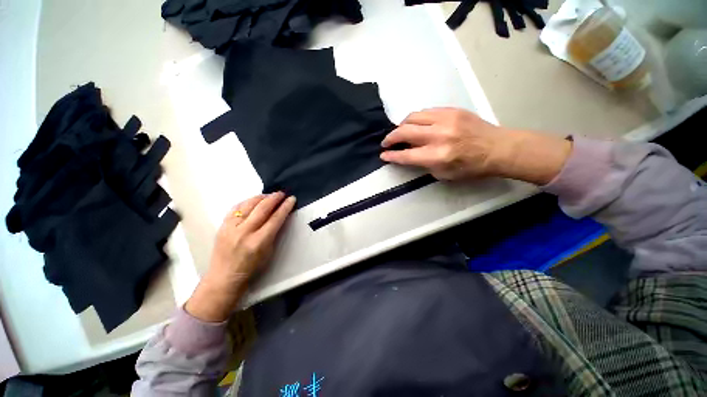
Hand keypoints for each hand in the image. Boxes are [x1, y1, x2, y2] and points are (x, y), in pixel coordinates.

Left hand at [185, 192, 295, 321]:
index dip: (285, 207)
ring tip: (270, 195)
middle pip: (262, 208)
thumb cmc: (251, 268)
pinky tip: (254, 200)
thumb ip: (274, 232)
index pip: (276, 218)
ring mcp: (231, 227)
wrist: (224, 277)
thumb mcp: (268, 251)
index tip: (292, 199)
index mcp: (258, 241)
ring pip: (248, 205)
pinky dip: (247, 202)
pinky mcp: (222, 225)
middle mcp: (244, 232)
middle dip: (274, 198)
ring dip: (261, 197)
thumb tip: (280, 216)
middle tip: (282, 193)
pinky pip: (236, 208)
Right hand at [381, 108, 502, 179]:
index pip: (406, 155)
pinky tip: (417, 125)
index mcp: (437, 156)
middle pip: (404, 132)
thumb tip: (409, 155)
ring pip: (413, 117)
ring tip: (400, 132)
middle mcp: (438, 136)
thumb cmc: (471, 167)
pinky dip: (416, 119)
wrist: (497, 148)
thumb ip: (423, 164)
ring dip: (401, 125)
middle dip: (390, 138)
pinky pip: (426, 112)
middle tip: (386, 143)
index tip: (383, 155)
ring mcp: (445, 119)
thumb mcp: (443, 174)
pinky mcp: (452, 110)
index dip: (391, 156)